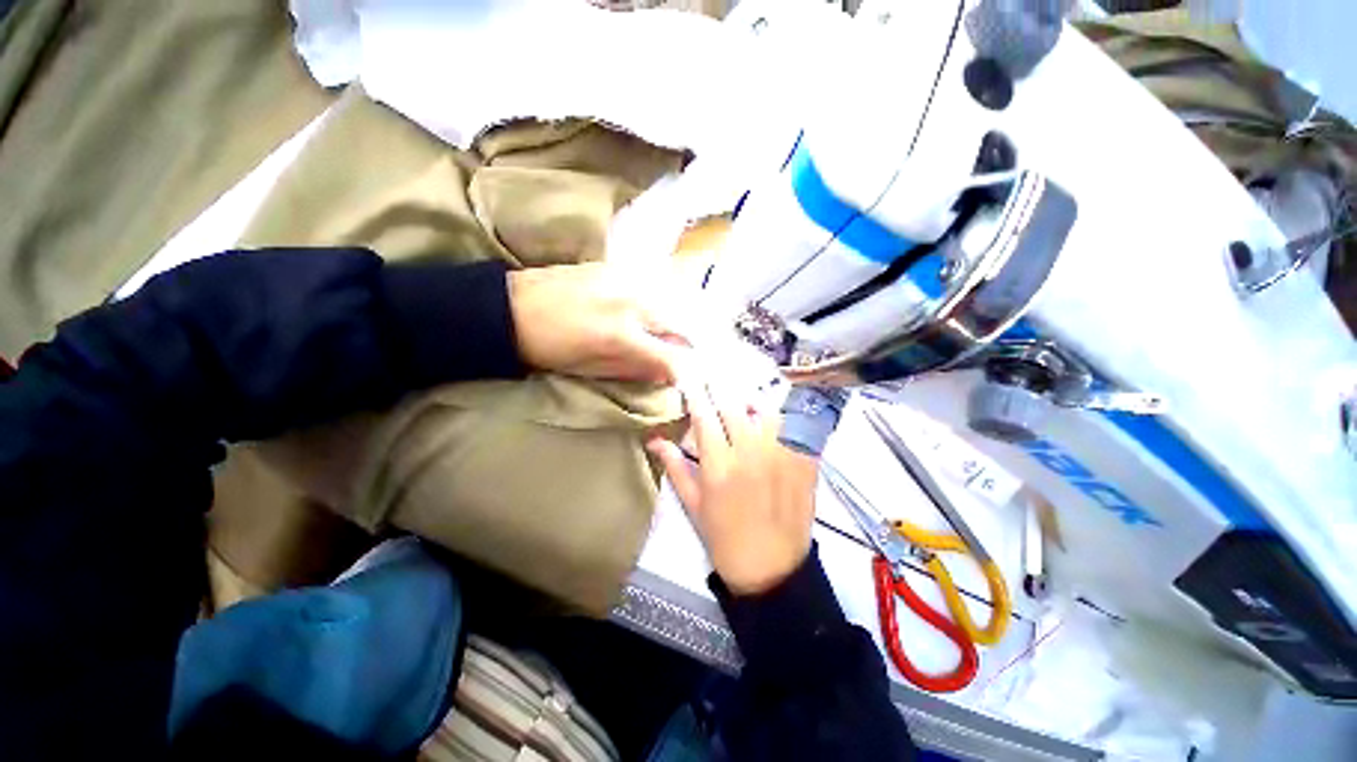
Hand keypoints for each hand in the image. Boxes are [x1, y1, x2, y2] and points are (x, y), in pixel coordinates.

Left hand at [508, 263, 688, 382]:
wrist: (513, 307)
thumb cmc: (550, 349)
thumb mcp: (593, 369)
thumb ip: (636, 370)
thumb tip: (667, 374)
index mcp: (621, 337)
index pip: (674, 357)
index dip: (685, 372)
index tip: (683, 376)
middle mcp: (632, 304)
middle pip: (681, 323)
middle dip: (685, 342)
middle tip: (677, 352)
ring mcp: (626, 280)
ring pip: (672, 300)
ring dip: (675, 320)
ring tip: (664, 332)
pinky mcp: (617, 266)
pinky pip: (653, 284)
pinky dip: (659, 301)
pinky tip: (647, 311)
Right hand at [647, 381, 819, 595]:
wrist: (772, 570)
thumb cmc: (725, 539)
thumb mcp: (694, 506)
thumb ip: (676, 468)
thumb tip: (654, 439)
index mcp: (720, 465)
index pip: (704, 416)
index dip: (695, 394)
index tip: (690, 379)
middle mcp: (751, 452)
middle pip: (733, 406)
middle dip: (719, 388)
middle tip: (713, 379)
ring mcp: (781, 454)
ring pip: (765, 410)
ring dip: (750, 400)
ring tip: (742, 399)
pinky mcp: (803, 461)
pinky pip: (793, 427)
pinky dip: (779, 417)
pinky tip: (772, 419)